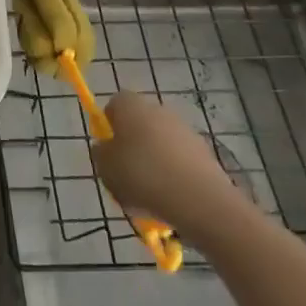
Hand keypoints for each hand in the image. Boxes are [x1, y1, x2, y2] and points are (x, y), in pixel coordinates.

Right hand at [93, 91, 247, 235]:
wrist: (200, 200)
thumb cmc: (143, 176)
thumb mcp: (105, 168)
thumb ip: (100, 154)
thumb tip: (106, 147)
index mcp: (131, 105)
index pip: (114, 105)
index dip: (108, 126)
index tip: (108, 152)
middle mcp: (158, 109)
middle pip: (138, 124)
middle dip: (132, 146)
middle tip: (125, 175)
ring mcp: (184, 130)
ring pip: (160, 144)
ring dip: (153, 162)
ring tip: (148, 195)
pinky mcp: (204, 152)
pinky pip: (179, 161)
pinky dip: (173, 175)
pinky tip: (170, 199)